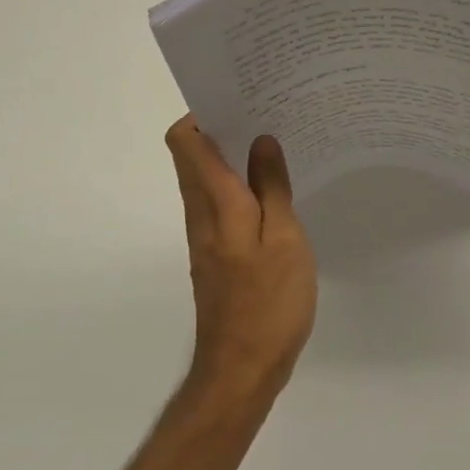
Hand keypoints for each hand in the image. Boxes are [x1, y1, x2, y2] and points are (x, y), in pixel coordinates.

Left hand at [165, 118, 317, 397]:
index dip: (202, 112)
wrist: (241, 369)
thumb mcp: (285, 239)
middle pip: (192, 155)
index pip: (185, 141)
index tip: (239, 99)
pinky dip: (239, 186)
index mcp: (215, 201)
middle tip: (266, 113)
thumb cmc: (268, 302)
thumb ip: (272, 187)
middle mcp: (201, 213)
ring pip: (206, 179)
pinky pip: (219, 203)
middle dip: (221, 127)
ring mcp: (206, 236)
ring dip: (231, 156)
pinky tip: (274, 191)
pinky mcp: (216, 255)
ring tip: (275, 144)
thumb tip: (261, 141)